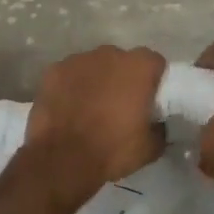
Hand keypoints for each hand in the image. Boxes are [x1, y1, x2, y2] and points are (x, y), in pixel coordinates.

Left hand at [25, 45, 167, 199]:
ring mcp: (78, 60)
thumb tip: (158, 124)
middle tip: (119, 104)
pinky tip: (68, 107)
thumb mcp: (150, 148)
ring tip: (90, 107)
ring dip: (96, 80)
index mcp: (138, 67)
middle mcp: (110, 54)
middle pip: (122, 61)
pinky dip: (71, 86)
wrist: (62, 160)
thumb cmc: (112, 149)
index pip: (154, 62)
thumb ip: (159, 128)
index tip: (148, 99)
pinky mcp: (54, 70)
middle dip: (122, 77)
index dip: (153, 80)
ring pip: (94, 65)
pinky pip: (69, 74)